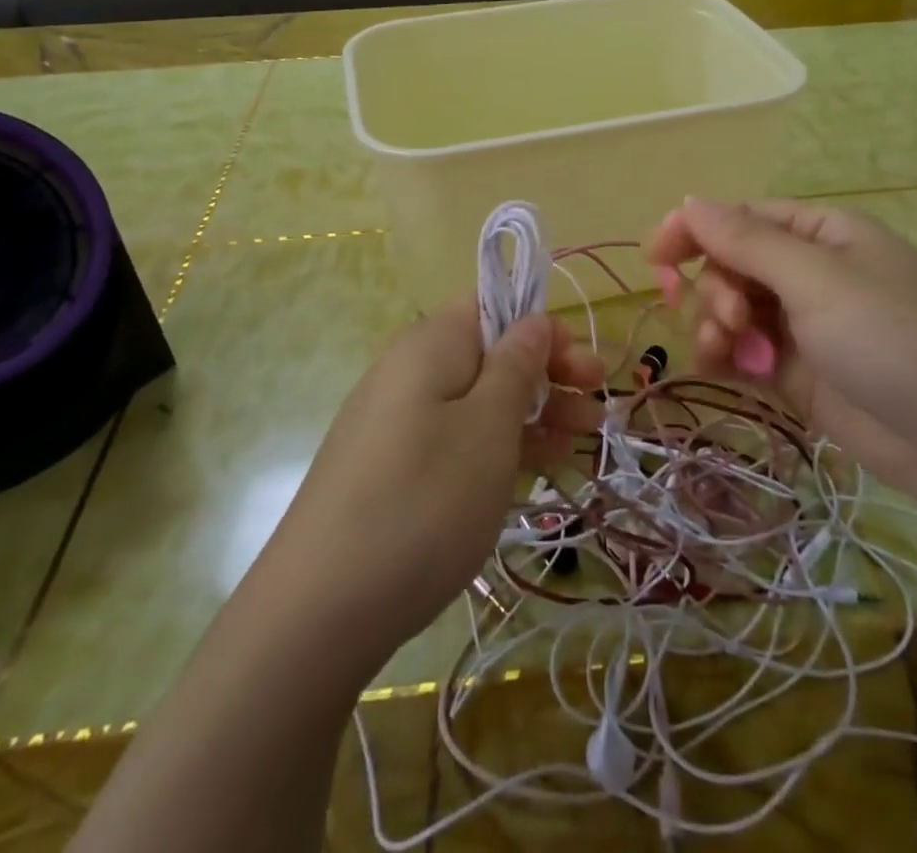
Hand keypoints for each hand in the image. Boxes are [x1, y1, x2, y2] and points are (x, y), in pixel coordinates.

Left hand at [263, 299, 603, 661]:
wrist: (319, 610)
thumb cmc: (425, 500)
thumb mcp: (488, 427)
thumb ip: (516, 365)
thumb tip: (532, 320)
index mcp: (431, 343)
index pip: (493, 307)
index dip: (543, 330)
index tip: (583, 370)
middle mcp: (409, 371)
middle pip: (489, 355)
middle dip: (548, 377)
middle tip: (597, 411)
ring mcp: (396, 422)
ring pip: (477, 401)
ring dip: (532, 415)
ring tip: (579, 445)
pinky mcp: (391, 467)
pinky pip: (455, 438)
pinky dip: (498, 446)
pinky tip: (535, 471)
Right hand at [646, 198, 916, 513]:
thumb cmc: (892, 336)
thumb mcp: (816, 278)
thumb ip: (746, 240)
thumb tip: (688, 200)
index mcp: (822, 233)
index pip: (742, 217)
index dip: (695, 230)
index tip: (654, 255)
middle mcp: (811, 272)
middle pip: (733, 263)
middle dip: (717, 287)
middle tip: (730, 318)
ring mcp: (805, 324)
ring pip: (734, 309)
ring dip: (716, 323)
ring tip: (727, 348)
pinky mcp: (799, 372)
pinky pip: (745, 352)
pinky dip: (726, 356)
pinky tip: (721, 367)